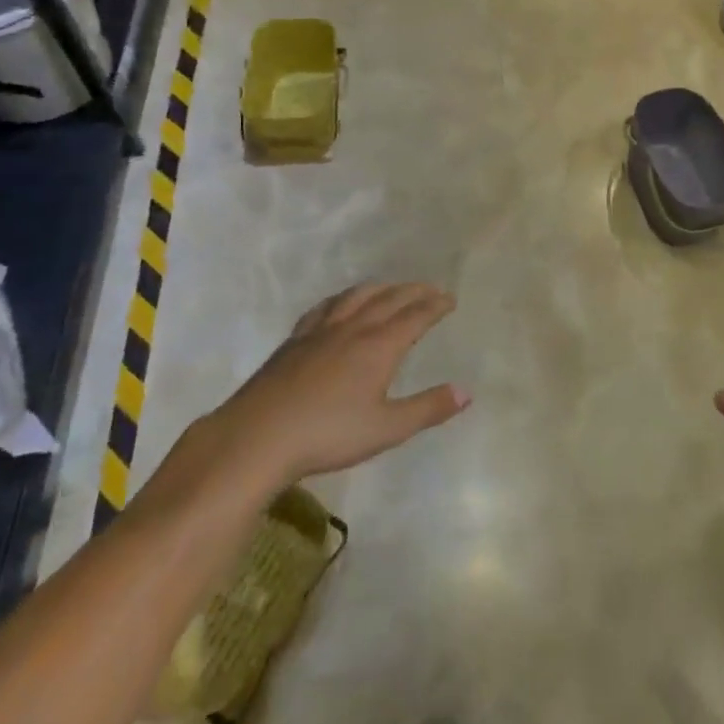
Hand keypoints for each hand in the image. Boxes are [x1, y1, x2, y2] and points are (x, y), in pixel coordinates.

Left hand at [154, 284, 468, 517]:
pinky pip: (325, 307)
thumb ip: (427, 409)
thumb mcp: (386, 429)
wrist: (258, 436)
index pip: (415, 316)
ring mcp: (321, 330)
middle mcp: (353, 328)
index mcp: (379, 346)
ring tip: (392, 288)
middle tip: (431, 289)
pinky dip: (343, 298)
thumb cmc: (328, 435)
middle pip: (389, 299)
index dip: (435, 305)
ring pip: (357, 296)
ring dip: (381, 288)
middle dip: (414, 291)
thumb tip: (466, 392)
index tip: (450, 299)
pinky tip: (341, 303)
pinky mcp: (295, 339)